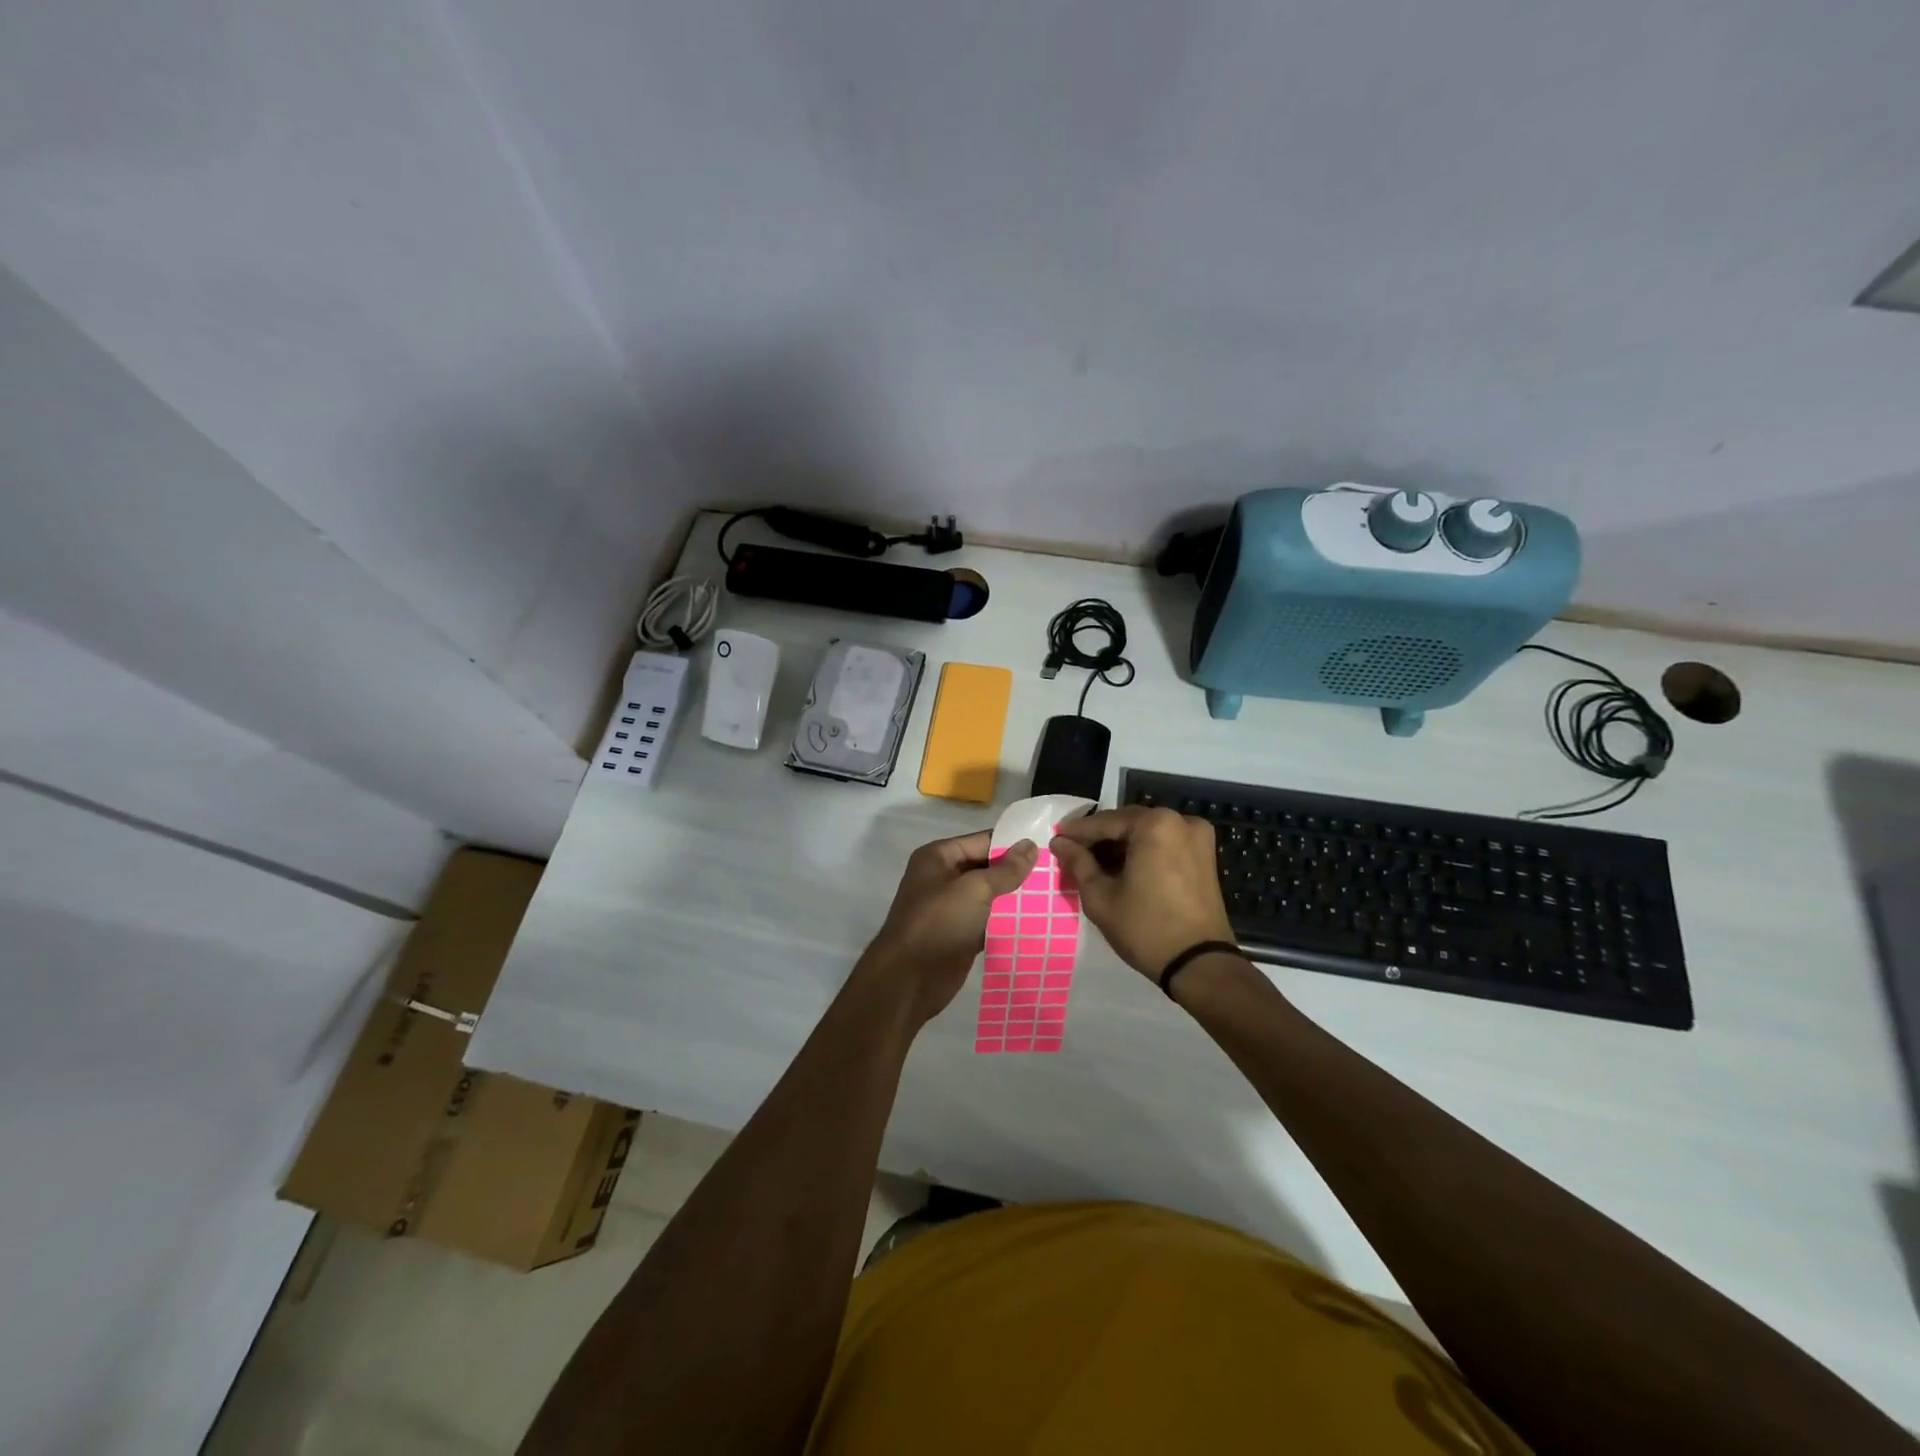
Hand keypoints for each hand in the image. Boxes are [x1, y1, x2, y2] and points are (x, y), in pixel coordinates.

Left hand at [856, 831, 1037, 1026]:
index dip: (1014, 844)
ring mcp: (951, 908)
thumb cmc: (938, 922)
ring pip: (990, 896)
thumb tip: (1030, 845)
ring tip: (1054, 895)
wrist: (909, 980)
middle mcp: (944, 877)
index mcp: (939, 857)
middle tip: (1057, 872)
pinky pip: (989, 921)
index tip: (1048, 847)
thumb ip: (1005, 869)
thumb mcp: (974, 889)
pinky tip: (1038, 921)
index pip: (983, 841)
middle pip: (988, 868)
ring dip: (1016, 898)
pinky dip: (1008, 922)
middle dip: (1018, 872)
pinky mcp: (960, 934)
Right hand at [1050, 807, 1235, 979]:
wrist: (1199, 965)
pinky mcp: (1205, 855)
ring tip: (1094, 864)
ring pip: (1146, 833)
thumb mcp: (1101, 897)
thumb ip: (1078, 862)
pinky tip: (1122, 868)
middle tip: (1073, 852)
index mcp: (1155, 824)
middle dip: (1100, 838)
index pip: (1105, 822)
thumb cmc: (1145, 928)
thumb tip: (1059, 842)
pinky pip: (1165, 843)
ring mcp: (1198, 837)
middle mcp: (1180, 820)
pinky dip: (1142, 851)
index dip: (1077, 832)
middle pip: (1128, 823)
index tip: (1056, 840)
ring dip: (1121, 845)